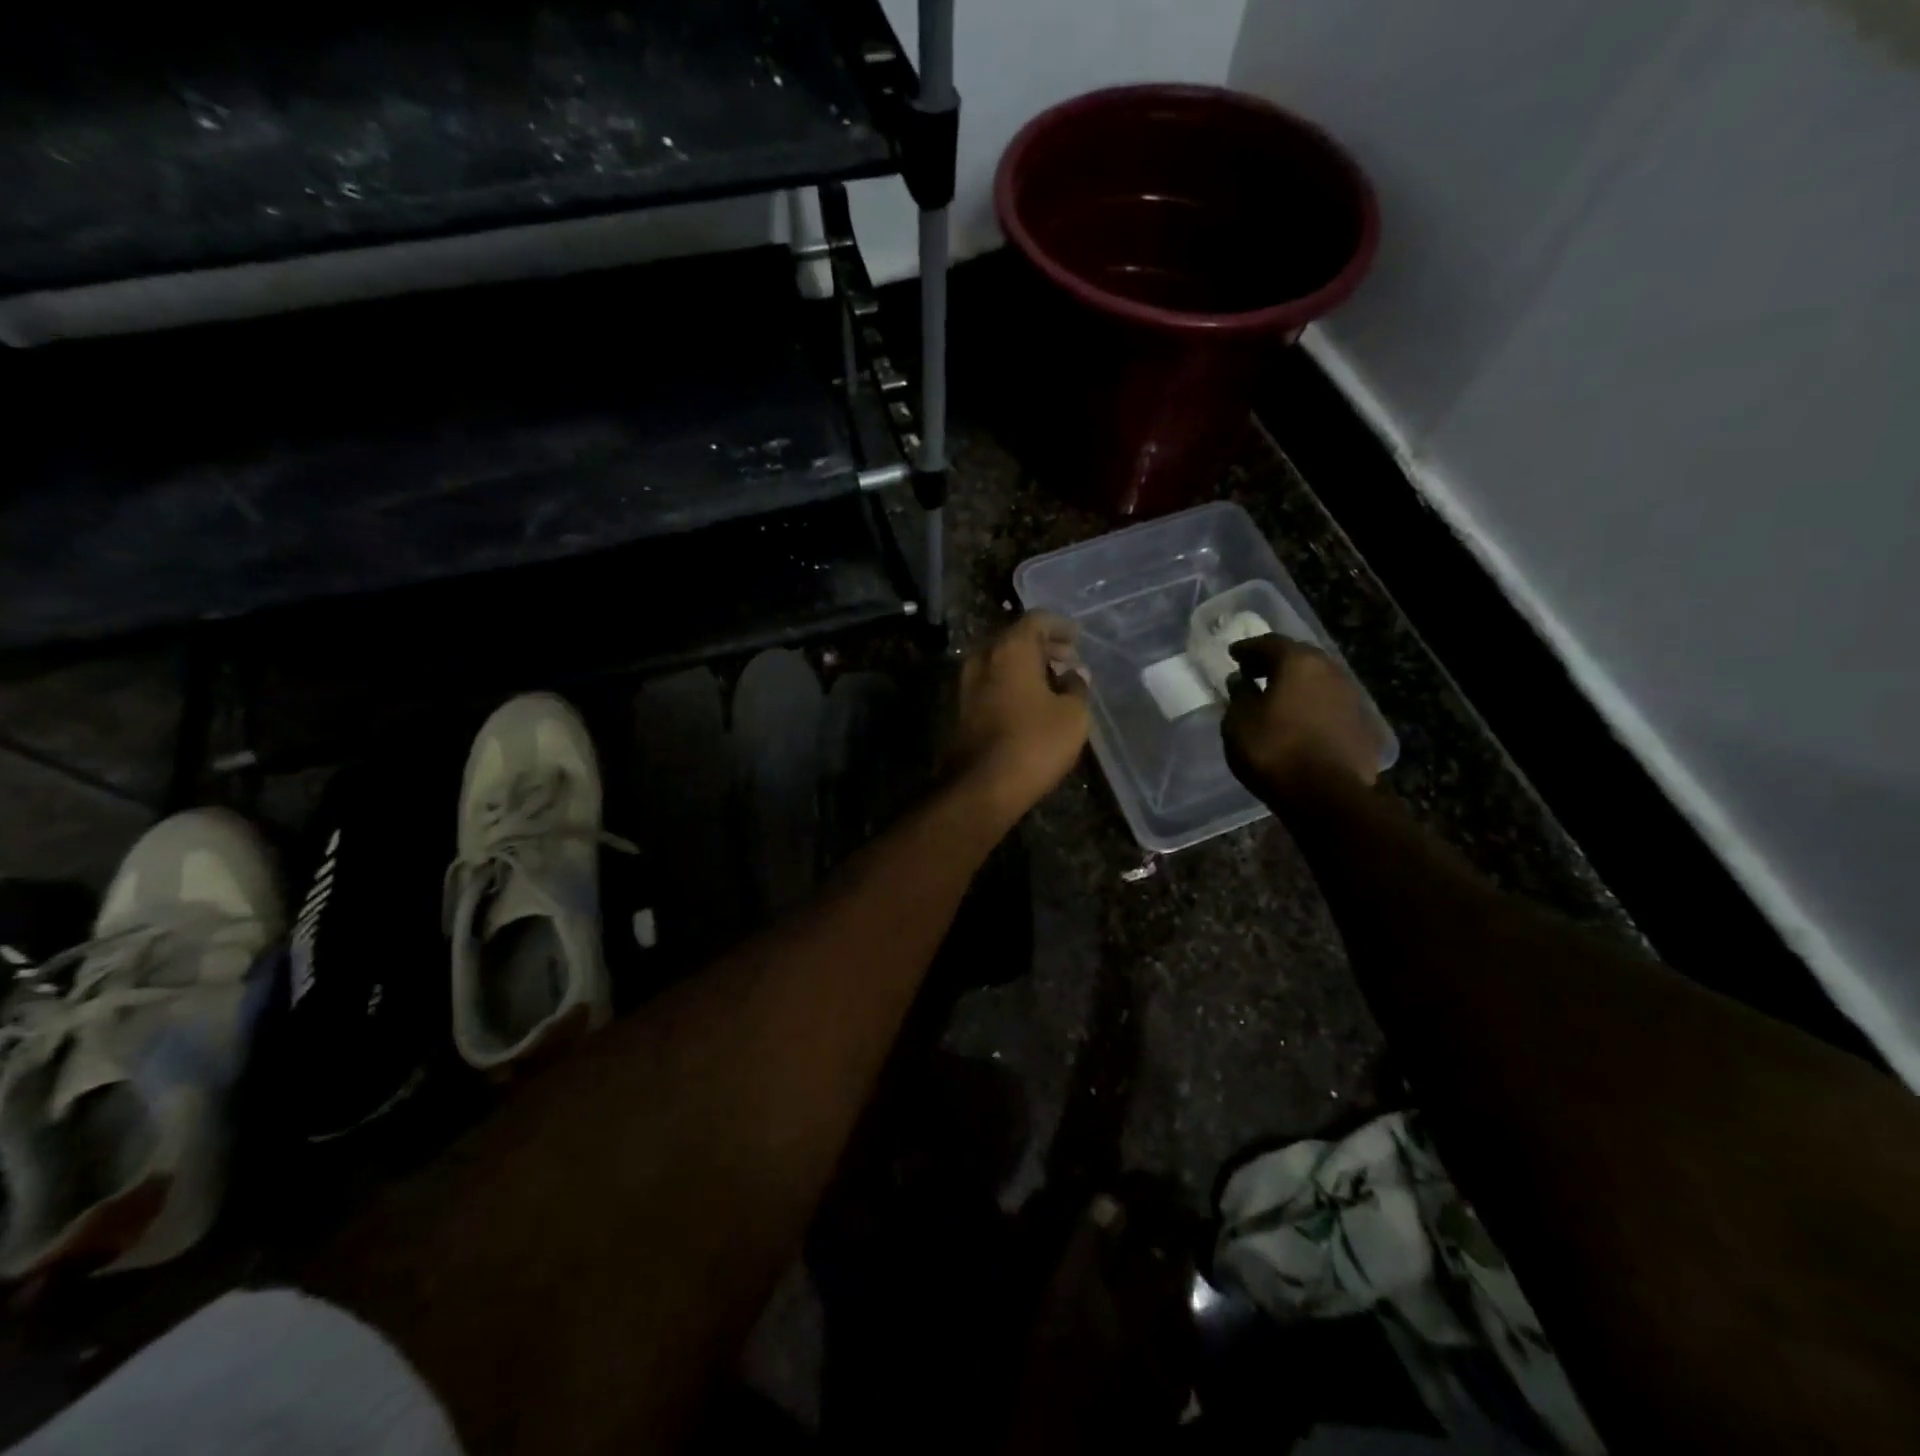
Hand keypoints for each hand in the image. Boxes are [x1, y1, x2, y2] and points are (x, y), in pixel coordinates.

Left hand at [950, 612, 1090, 820]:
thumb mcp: (1073, 715)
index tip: (1077, 639)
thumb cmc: (1034, 743)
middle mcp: (983, 657)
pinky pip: (993, 682)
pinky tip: (1033, 702)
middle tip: (1069, 661)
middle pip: (1016, 638)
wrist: (981, 786)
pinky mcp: (963, 708)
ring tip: (1056, 683)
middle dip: (1044, 646)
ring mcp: (968, 683)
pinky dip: (1013, 683)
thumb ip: (1077, 687)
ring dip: (1028, 667)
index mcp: (1010, 648)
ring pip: (1002, 661)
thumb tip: (1074, 674)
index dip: (1061, 627)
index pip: (1038, 620)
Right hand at [1221, 634, 1384, 795]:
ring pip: (1319, 681)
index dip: (1248, 648)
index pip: (1270, 643)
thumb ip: (1239, 696)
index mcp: (1299, 663)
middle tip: (1255, 671)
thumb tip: (1241, 681)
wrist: (1328, 795)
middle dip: (1275, 662)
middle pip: (1300, 658)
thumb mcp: (1239, 722)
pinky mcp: (1362, 726)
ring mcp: (1352, 698)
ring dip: (1297, 685)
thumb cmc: (1274, 751)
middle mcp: (1331, 671)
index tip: (1233, 655)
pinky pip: (1330, 705)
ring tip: (1277, 697)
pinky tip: (1300, 721)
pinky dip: (1312, 706)